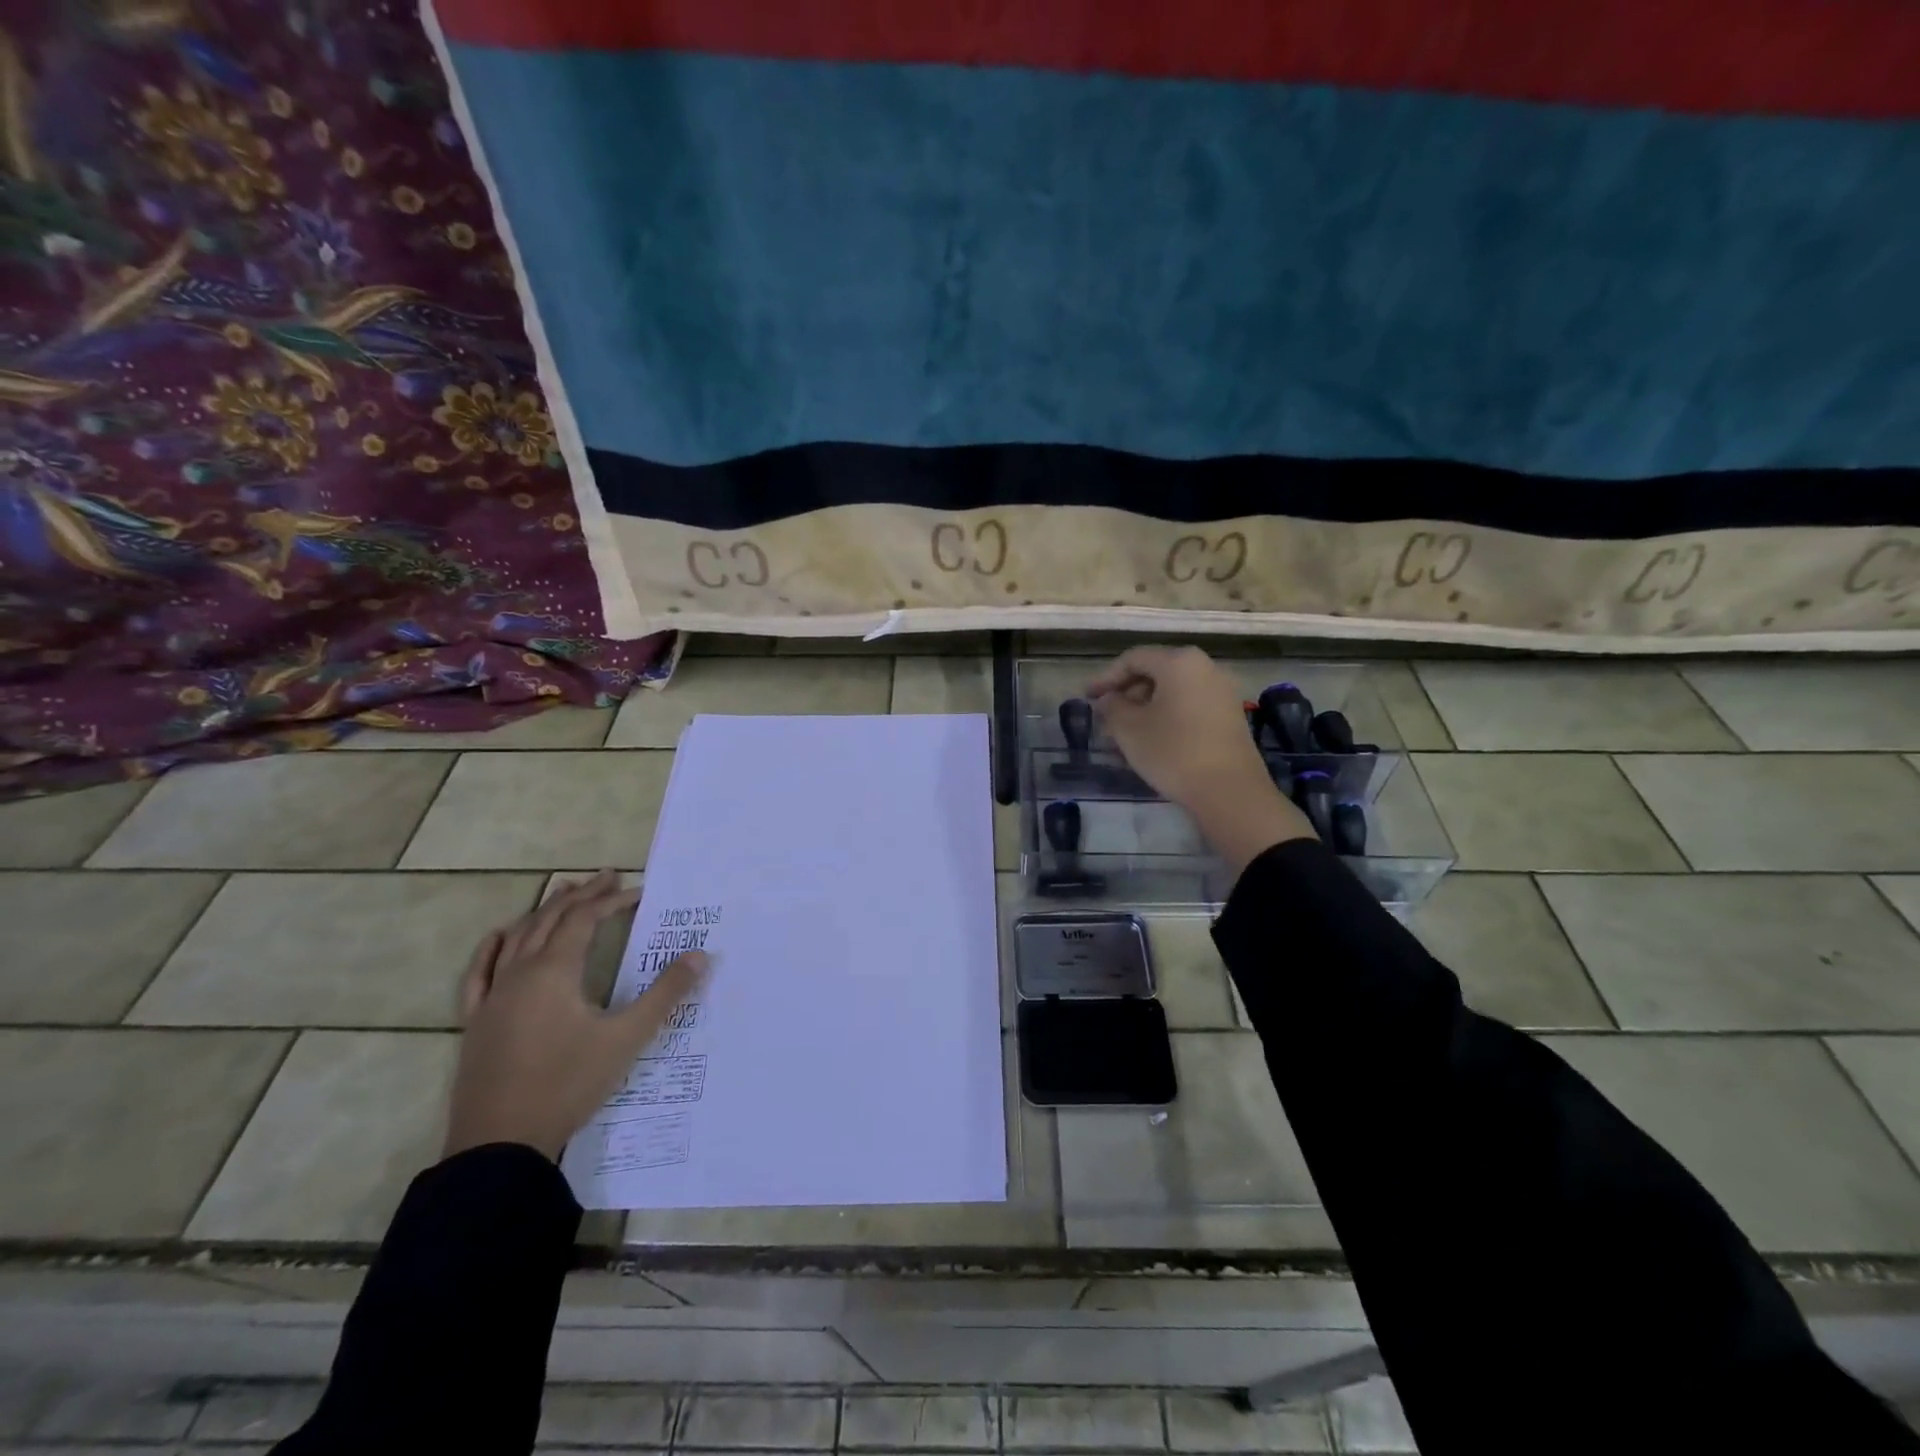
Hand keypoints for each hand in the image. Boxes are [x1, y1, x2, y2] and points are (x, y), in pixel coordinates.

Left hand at [444, 869, 709, 1160]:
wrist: (500, 1145)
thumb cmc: (567, 1085)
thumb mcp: (626, 1039)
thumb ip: (665, 994)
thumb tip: (700, 955)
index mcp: (553, 972)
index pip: (584, 920)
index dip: (611, 901)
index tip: (638, 891)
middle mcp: (519, 974)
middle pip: (550, 920)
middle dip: (580, 896)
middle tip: (606, 878)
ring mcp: (492, 998)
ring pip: (516, 938)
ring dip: (543, 911)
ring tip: (564, 892)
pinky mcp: (477, 1022)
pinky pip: (480, 972)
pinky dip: (493, 947)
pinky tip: (501, 937)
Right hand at [1086, 645, 1311, 873]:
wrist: (1230, 791)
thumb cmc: (1173, 751)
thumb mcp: (1129, 729)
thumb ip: (1112, 707)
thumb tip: (1108, 700)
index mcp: (1180, 662)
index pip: (1133, 659)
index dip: (1106, 677)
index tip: (1087, 698)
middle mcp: (1205, 668)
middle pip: (1156, 672)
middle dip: (1126, 694)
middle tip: (1105, 718)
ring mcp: (1222, 692)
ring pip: (1173, 692)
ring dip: (1145, 708)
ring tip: (1125, 734)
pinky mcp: (1230, 716)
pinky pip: (1190, 705)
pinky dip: (1167, 716)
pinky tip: (1152, 741)